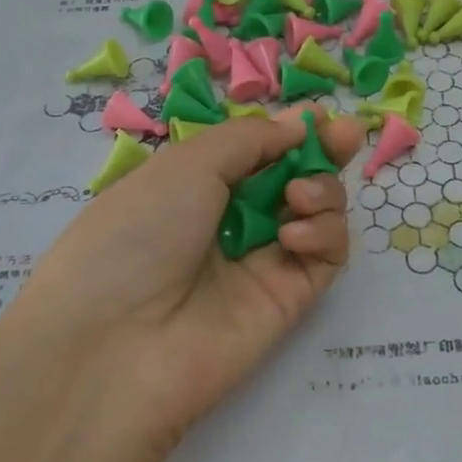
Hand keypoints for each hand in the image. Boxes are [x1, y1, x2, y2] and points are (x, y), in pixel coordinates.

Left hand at [0, 108, 365, 455]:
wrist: (114, 346)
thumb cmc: (136, 235)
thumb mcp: (186, 166)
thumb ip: (251, 139)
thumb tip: (297, 125)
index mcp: (197, 185)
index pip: (258, 151)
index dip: (290, 132)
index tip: (320, 115)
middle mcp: (232, 221)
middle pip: (295, 177)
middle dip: (324, 151)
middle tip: (347, 134)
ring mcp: (262, 261)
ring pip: (318, 213)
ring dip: (323, 190)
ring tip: (299, 196)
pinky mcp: (289, 299)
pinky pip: (326, 256)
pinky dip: (324, 233)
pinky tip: (294, 235)